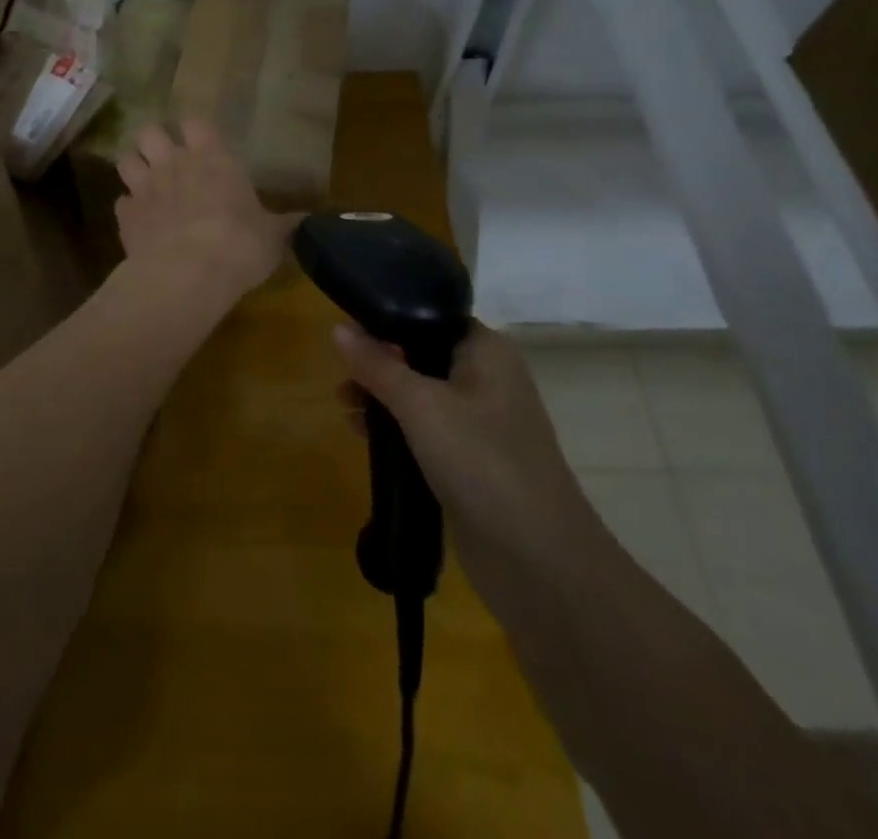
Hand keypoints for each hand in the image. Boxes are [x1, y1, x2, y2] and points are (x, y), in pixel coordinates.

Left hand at [114, 120, 297, 301]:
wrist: (188, 274)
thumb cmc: (240, 245)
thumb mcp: (273, 236)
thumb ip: (285, 223)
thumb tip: (312, 220)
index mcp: (212, 159)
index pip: (195, 122)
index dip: (194, 130)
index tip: (200, 143)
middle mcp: (174, 163)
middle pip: (149, 131)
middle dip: (153, 141)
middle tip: (165, 159)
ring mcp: (145, 187)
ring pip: (125, 159)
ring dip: (134, 168)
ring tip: (145, 184)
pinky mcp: (125, 216)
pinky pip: (121, 202)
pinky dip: (129, 209)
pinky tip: (139, 222)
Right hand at [336, 322, 599, 584]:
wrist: (539, 561)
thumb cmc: (481, 460)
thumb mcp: (419, 405)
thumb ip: (376, 365)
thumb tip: (337, 328)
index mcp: (486, 351)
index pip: (432, 317)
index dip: (390, 320)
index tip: (349, 331)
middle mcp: (488, 379)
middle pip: (422, 355)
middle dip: (379, 364)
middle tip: (343, 379)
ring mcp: (482, 424)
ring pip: (421, 395)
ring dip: (383, 398)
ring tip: (344, 407)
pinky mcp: (473, 462)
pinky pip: (427, 431)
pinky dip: (397, 429)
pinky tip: (362, 435)